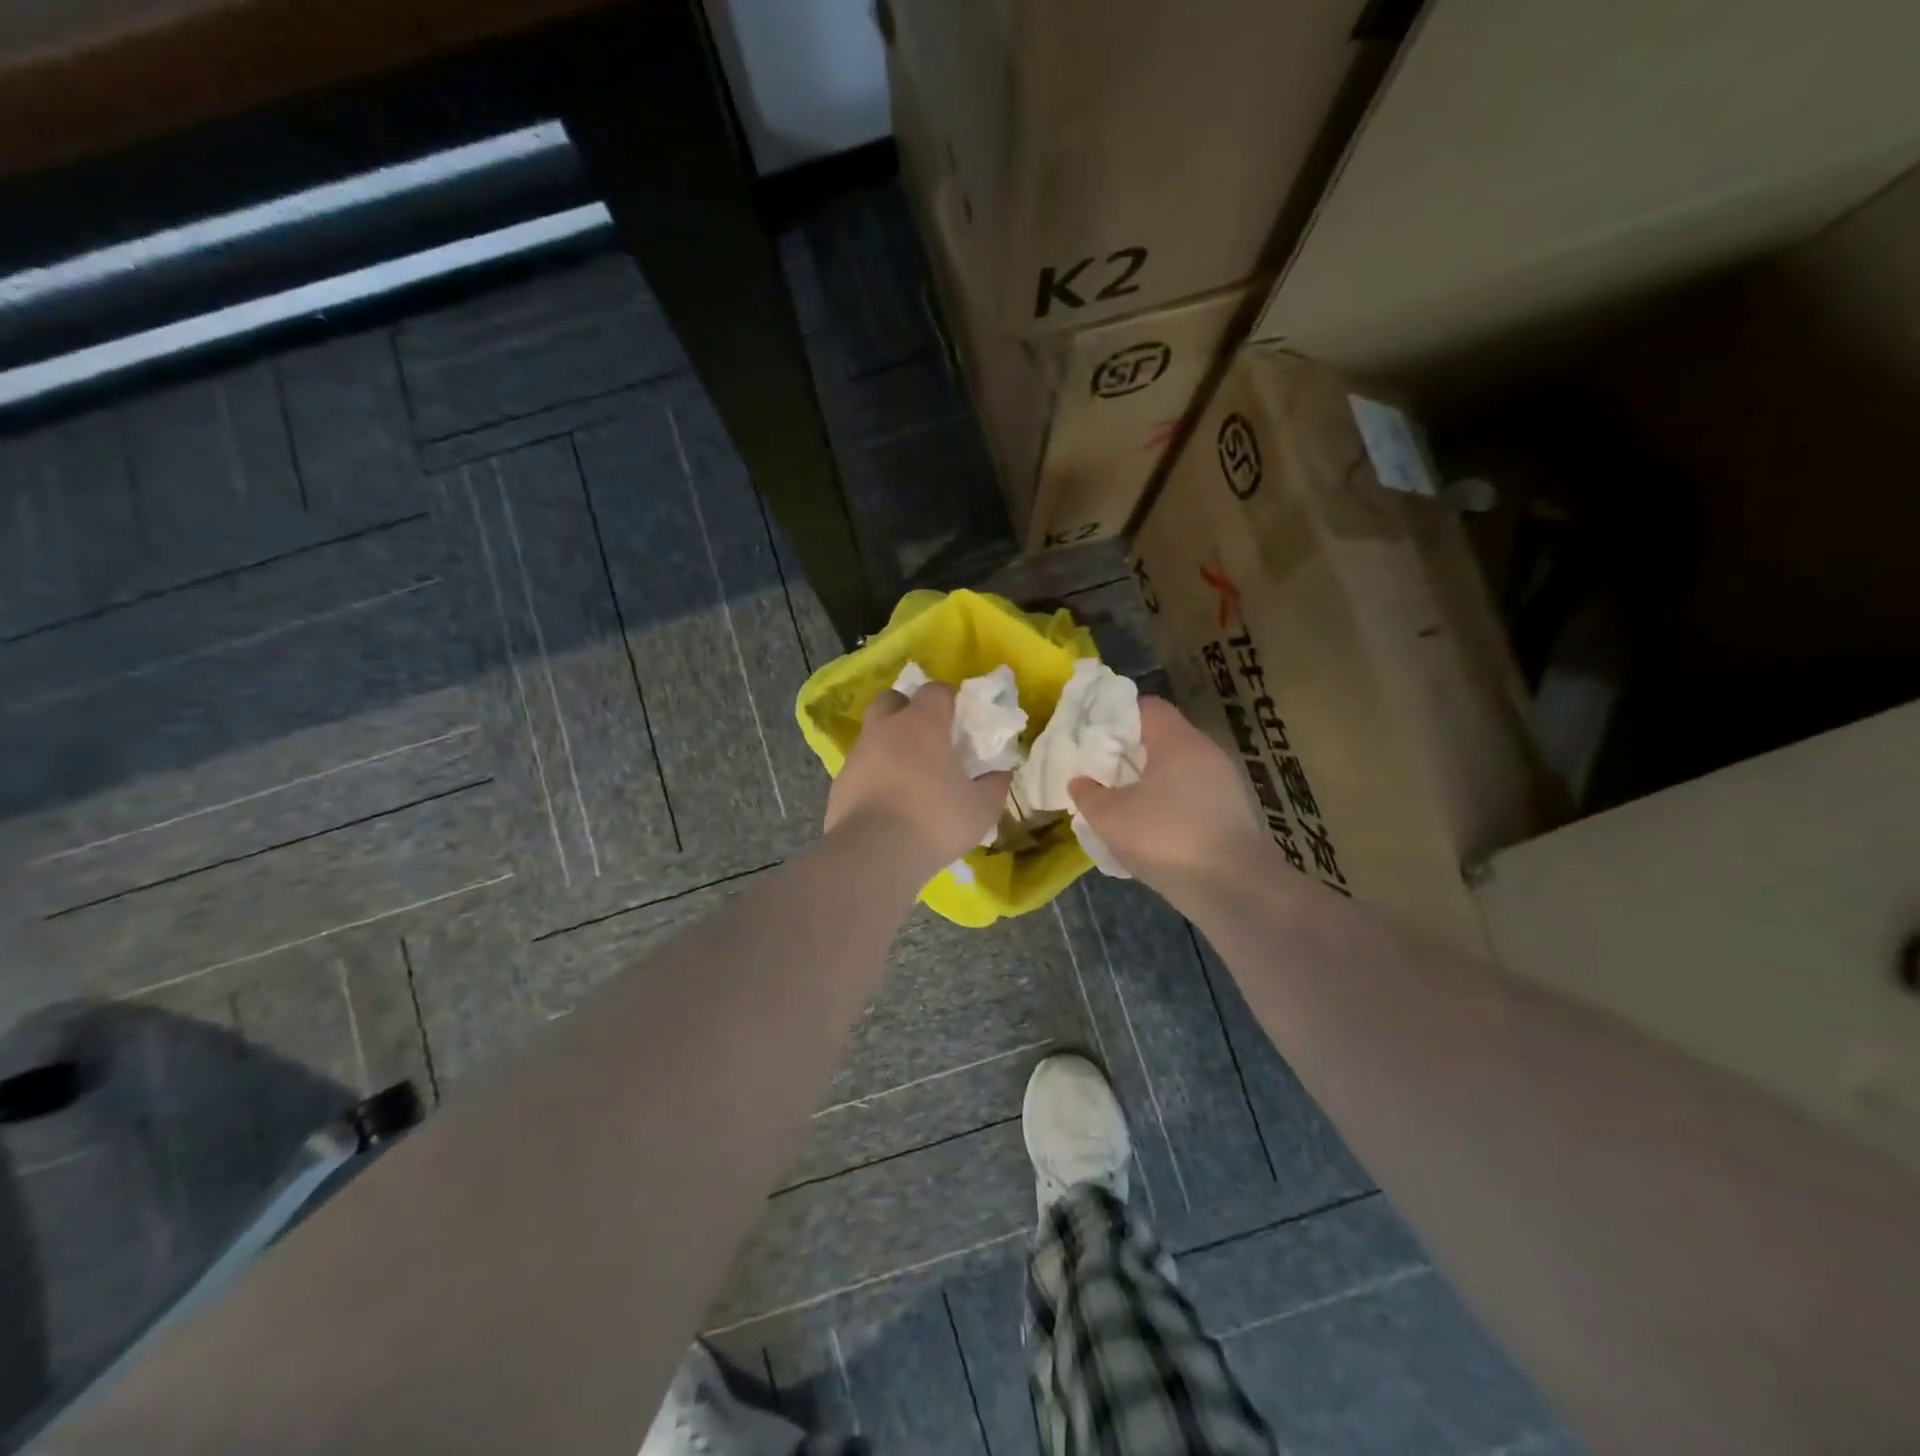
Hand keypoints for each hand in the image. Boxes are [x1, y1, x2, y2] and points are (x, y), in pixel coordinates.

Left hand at [824, 685, 1010, 874]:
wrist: (873, 854)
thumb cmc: (934, 821)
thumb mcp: (980, 809)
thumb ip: (994, 786)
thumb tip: (1000, 774)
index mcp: (922, 724)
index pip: (935, 690)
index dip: (949, 698)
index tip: (960, 716)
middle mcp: (885, 729)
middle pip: (891, 699)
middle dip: (907, 708)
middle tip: (926, 734)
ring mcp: (858, 754)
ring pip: (872, 733)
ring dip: (888, 743)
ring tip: (908, 773)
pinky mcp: (839, 782)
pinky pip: (860, 767)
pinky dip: (873, 774)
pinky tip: (887, 800)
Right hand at [1068, 696, 1272, 892]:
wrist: (1234, 889)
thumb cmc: (1167, 838)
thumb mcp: (1110, 817)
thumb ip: (1088, 794)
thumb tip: (1080, 781)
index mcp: (1178, 741)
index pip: (1147, 707)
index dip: (1115, 714)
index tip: (1091, 734)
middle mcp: (1206, 753)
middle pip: (1161, 738)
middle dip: (1128, 752)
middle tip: (1098, 769)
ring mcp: (1224, 785)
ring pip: (1176, 771)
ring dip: (1148, 782)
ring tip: (1119, 802)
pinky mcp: (1231, 815)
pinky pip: (1191, 797)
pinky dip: (1168, 805)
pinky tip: (1150, 831)